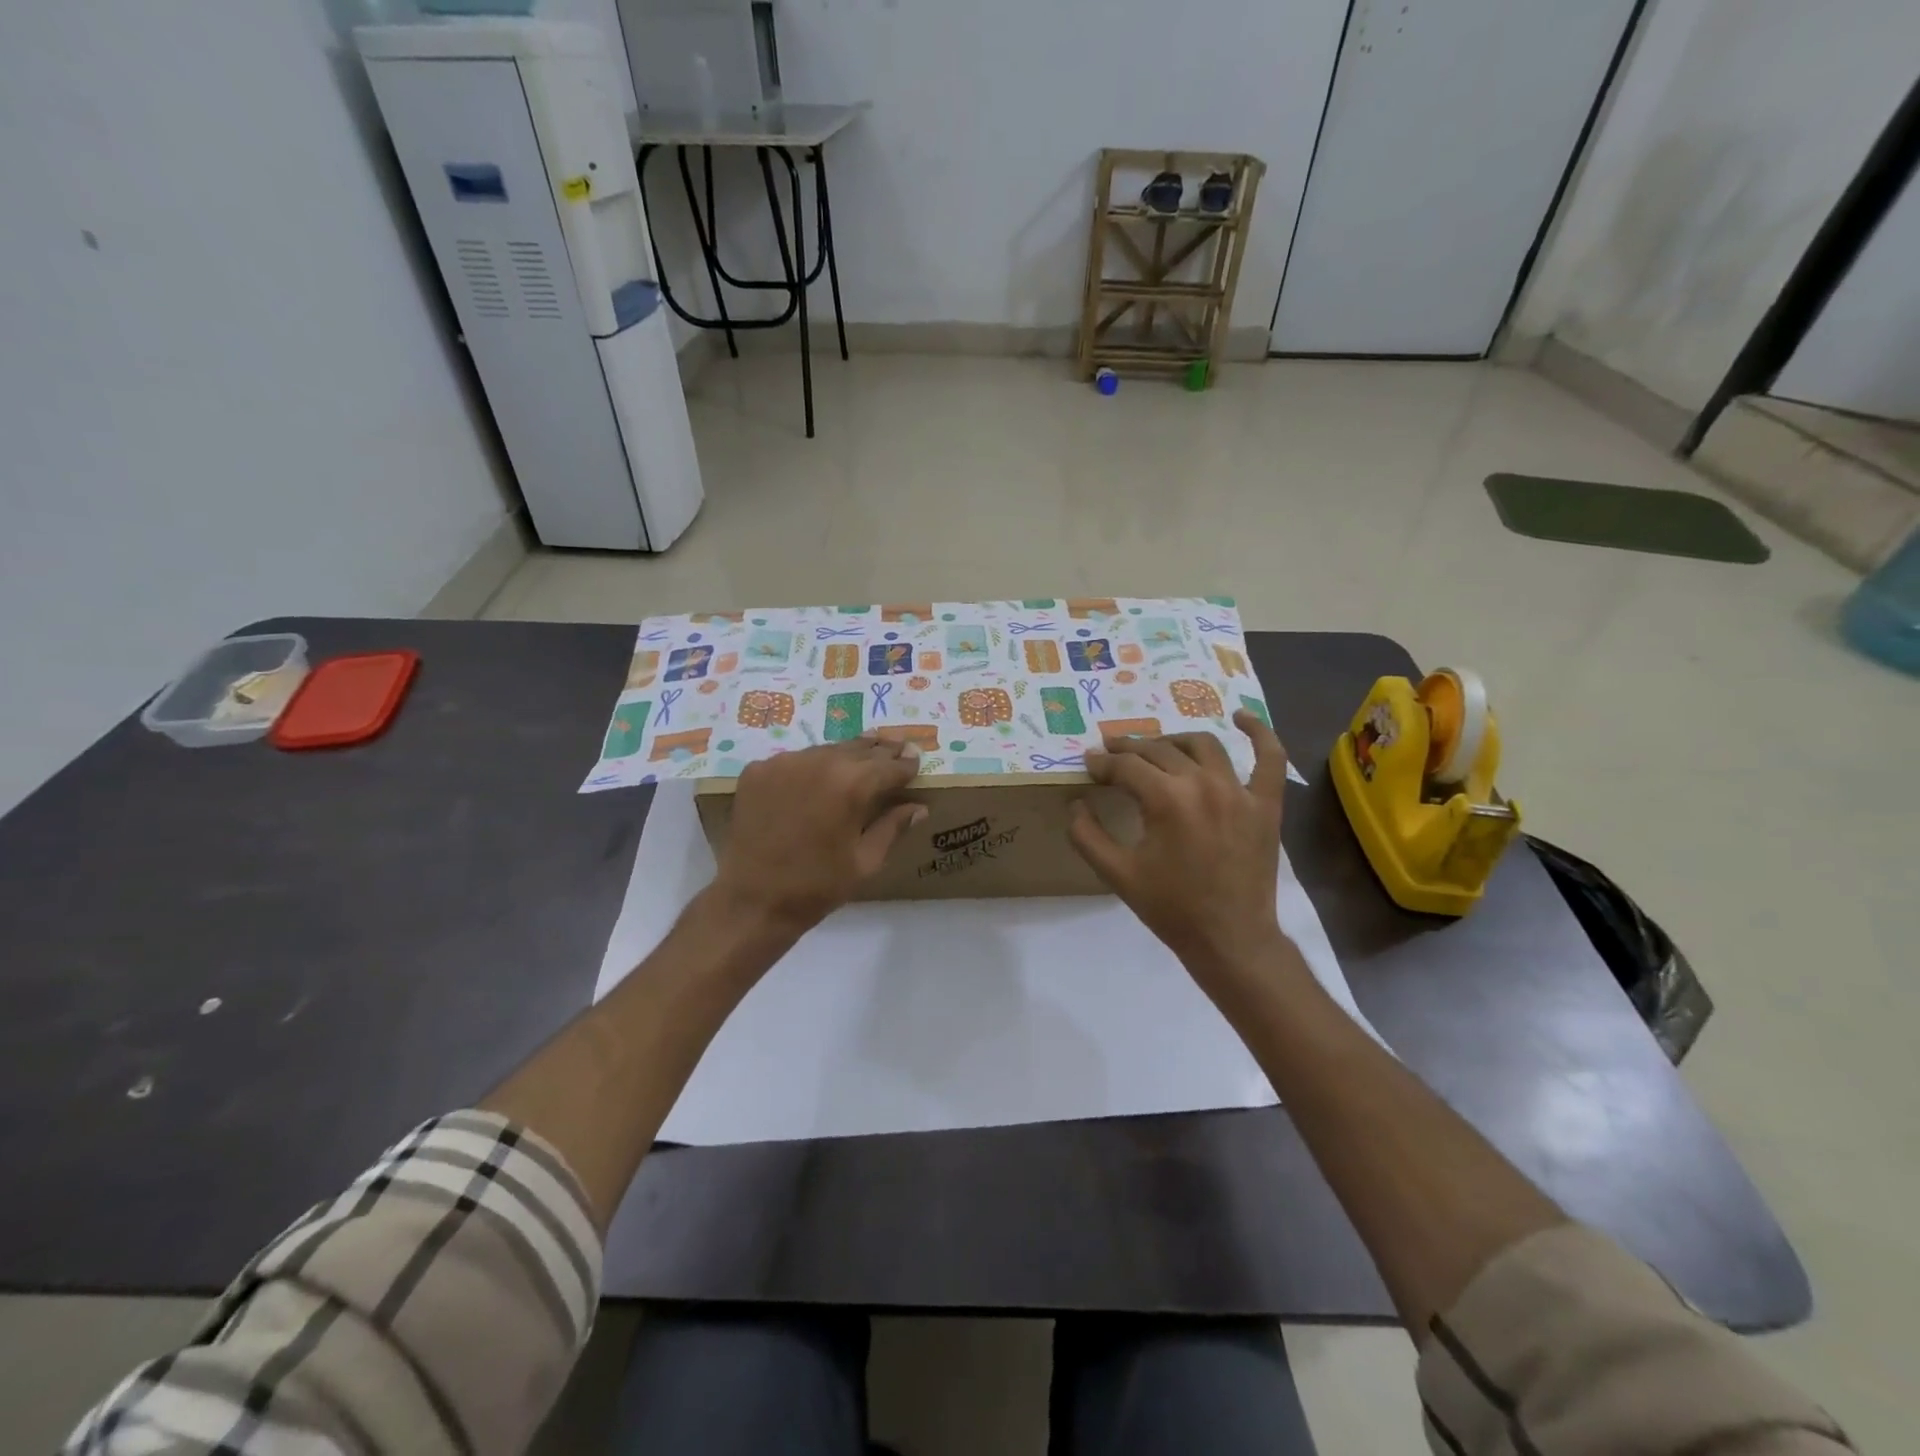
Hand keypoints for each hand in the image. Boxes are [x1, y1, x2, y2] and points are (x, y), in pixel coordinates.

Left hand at [711, 737, 926, 932]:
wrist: (752, 900)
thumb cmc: (817, 886)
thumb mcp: (866, 861)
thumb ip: (893, 827)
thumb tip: (918, 807)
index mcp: (853, 784)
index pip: (890, 765)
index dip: (906, 764)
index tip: (916, 761)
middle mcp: (820, 762)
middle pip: (859, 748)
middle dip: (880, 750)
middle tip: (896, 746)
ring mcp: (785, 762)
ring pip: (826, 750)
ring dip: (846, 755)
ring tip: (860, 756)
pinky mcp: (758, 770)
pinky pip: (794, 761)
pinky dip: (809, 767)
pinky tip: (815, 780)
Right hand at [1068, 711, 1293, 988]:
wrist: (1230, 939)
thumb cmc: (1171, 908)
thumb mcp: (1116, 874)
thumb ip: (1086, 834)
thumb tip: (1075, 802)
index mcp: (1166, 800)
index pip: (1126, 767)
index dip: (1102, 764)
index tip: (1088, 765)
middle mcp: (1203, 784)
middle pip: (1159, 751)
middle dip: (1129, 750)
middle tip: (1112, 754)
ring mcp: (1239, 790)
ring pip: (1202, 745)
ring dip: (1173, 741)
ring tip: (1156, 748)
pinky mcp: (1265, 803)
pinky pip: (1269, 758)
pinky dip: (1258, 733)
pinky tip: (1242, 717)